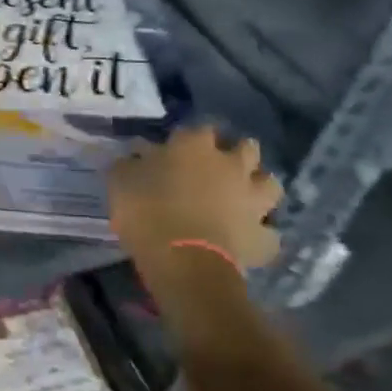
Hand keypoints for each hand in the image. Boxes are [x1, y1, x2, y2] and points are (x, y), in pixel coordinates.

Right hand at [108, 128, 280, 339]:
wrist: (183, 261)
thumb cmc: (147, 211)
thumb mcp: (121, 180)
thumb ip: (130, 163)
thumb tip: (136, 156)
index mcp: (194, 145)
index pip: (198, 129)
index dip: (188, 139)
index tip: (176, 150)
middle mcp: (230, 165)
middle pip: (246, 148)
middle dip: (237, 153)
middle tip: (218, 168)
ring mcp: (252, 200)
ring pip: (270, 184)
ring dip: (258, 187)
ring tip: (243, 197)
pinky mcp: (262, 236)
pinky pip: (269, 233)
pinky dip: (261, 234)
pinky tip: (249, 238)